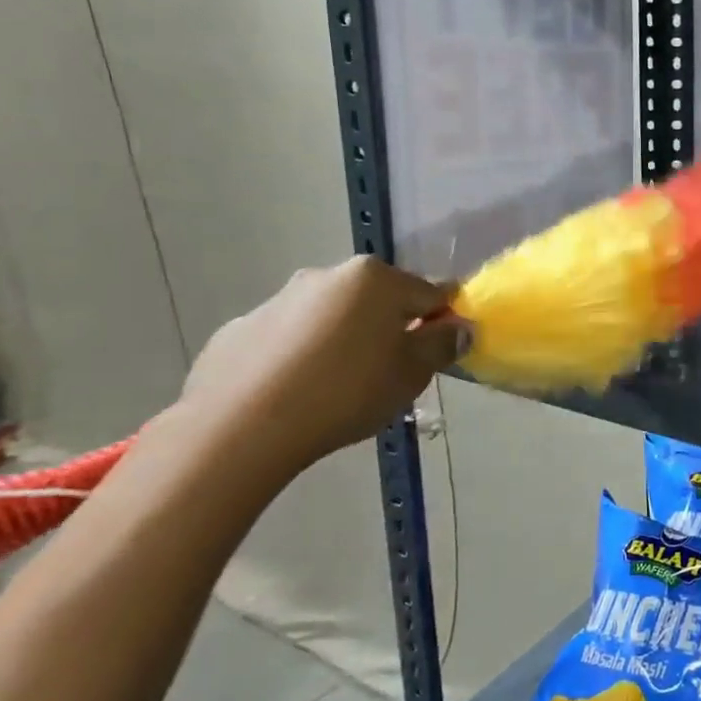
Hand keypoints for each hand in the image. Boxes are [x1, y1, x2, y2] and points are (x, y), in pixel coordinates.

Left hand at [178, 257, 467, 479]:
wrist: (241, 425)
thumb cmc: (346, 392)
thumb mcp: (411, 374)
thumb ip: (441, 345)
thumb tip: (460, 327)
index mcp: (375, 279)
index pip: (431, 293)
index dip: (443, 321)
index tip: (440, 353)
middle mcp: (328, 275)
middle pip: (378, 300)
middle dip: (391, 329)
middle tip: (391, 374)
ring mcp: (279, 300)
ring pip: (332, 317)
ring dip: (345, 341)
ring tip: (340, 389)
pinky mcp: (241, 329)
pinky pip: (290, 339)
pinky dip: (302, 356)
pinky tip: (297, 394)